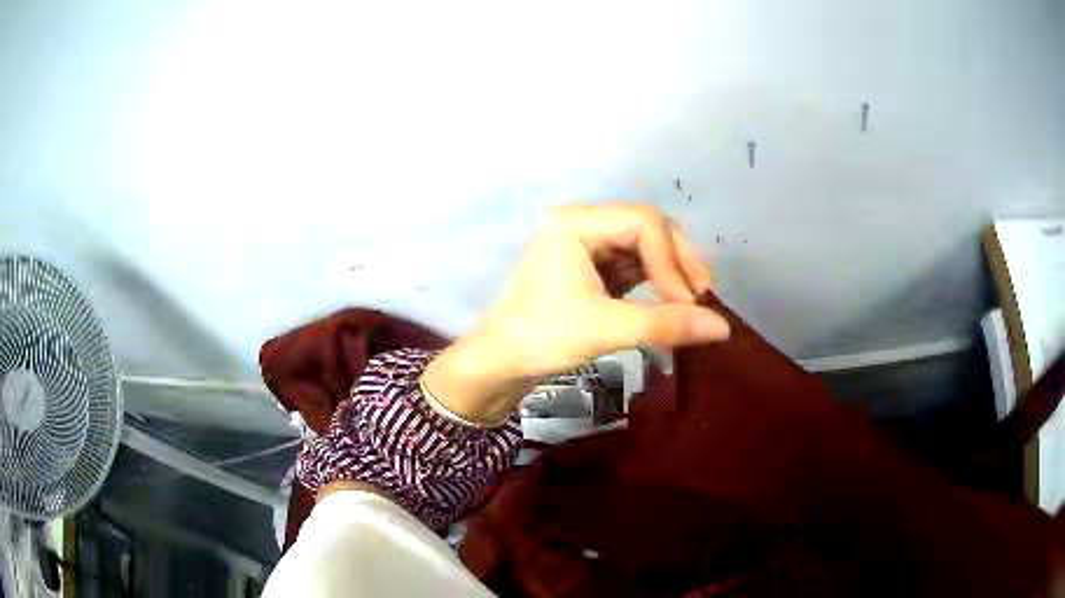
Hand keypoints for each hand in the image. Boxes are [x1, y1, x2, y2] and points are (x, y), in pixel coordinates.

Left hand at [423, 202, 730, 423]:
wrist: (500, 362)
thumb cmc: (542, 337)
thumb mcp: (606, 328)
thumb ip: (667, 324)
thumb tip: (723, 328)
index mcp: (576, 222)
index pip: (645, 223)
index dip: (673, 260)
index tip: (688, 302)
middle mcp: (581, 223)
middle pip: (648, 228)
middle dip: (678, 260)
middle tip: (701, 295)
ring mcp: (586, 244)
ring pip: (644, 246)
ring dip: (670, 271)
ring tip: (691, 301)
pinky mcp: (590, 267)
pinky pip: (633, 264)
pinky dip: (655, 282)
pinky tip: (670, 302)